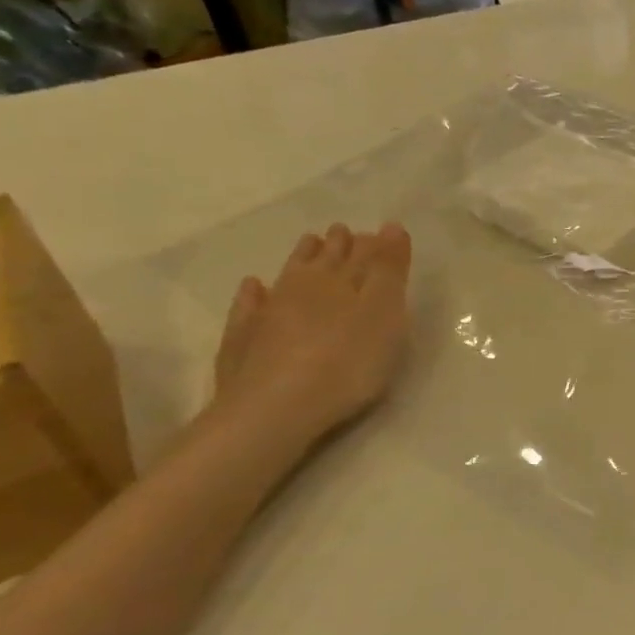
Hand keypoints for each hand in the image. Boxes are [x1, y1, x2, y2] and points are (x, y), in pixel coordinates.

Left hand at [211, 222, 412, 452]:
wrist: (276, 408)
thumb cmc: (347, 361)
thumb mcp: (384, 312)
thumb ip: (389, 270)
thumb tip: (390, 226)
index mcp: (341, 279)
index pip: (361, 254)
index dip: (371, 243)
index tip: (377, 232)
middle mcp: (303, 287)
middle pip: (323, 260)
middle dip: (336, 246)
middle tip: (341, 232)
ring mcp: (268, 312)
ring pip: (288, 276)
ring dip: (301, 258)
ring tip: (310, 244)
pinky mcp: (243, 340)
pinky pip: (249, 306)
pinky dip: (254, 294)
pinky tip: (253, 287)